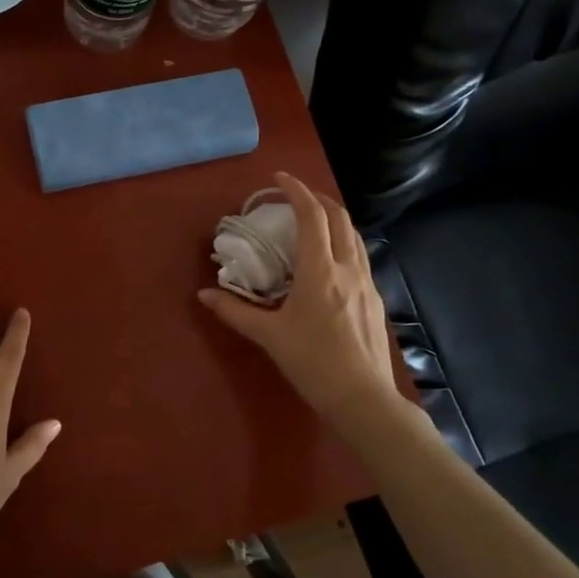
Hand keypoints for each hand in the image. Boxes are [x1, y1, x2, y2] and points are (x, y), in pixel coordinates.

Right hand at [199, 173, 418, 437]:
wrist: (363, 399)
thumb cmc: (313, 363)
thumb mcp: (269, 336)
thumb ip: (235, 311)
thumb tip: (204, 294)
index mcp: (321, 270)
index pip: (312, 216)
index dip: (296, 191)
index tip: (278, 178)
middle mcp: (347, 268)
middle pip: (339, 218)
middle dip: (317, 199)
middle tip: (294, 196)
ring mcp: (366, 282)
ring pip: (354, 235)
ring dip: (334, 218)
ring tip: (313, 220)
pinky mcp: (374, 299)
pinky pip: (360, 255)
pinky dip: (343, 241)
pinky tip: (330, 259)